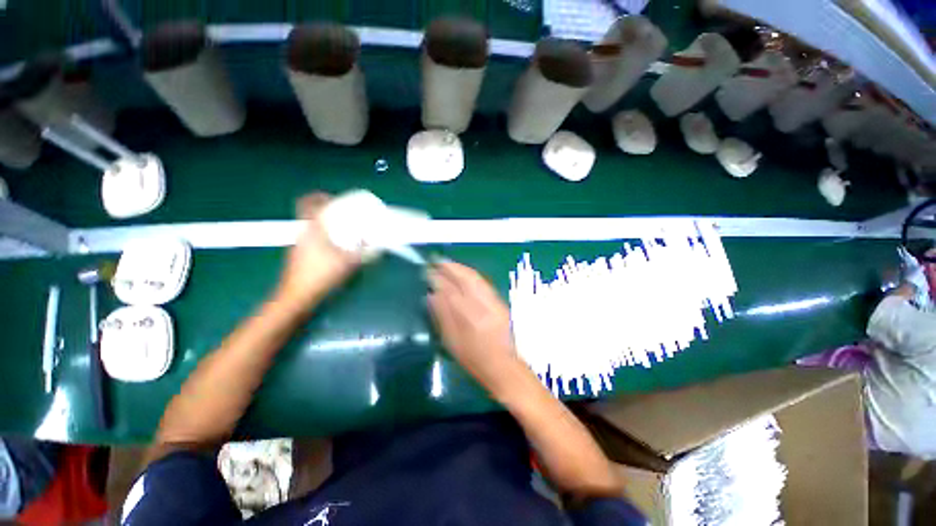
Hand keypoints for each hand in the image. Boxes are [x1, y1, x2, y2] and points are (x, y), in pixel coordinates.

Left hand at [276, 193, 359, 309]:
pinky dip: (322, 237)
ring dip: (324, 225)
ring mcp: (298, 244)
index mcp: (312, 228)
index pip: (307, 203)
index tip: (332, 198)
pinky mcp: (299, 255)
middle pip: (309, 213)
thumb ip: (362, 251)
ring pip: (310, 226)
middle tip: (342, 215)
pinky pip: (311, 238)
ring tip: (342, 231)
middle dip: (325, 211)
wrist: (297, 296)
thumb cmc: (321, 275)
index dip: (318, 196)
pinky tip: (335, 248)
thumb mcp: (348, 262)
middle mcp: (302, 232)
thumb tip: (374, 243)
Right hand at [427, 261, 522, 394]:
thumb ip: (442, 317)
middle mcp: (481, 304)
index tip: (428, 271)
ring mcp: (492, 301)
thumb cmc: (474, 359)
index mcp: (467, 316)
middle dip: (450, 267)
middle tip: (437, 260)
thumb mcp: (452, 342)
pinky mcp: (499, 302)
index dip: (438, 278)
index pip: (450, 290)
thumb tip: (431, 296)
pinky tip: (465, 273)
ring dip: (461, 268)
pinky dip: (472, 275)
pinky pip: (483, 283)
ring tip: (448, 263)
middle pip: (464, 279)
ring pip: (475, 278)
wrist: (504, 366)